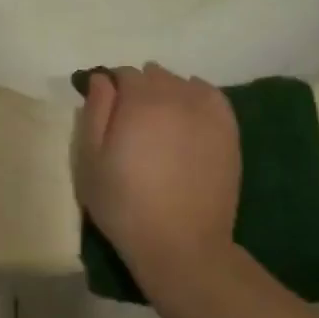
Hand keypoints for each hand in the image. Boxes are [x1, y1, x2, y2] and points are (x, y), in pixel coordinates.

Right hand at [74, 65, 242, 286]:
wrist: (180, 243)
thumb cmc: (124, 204)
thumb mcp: (90, 160)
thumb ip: (95, 112)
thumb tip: (102, 79)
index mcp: (139, 101)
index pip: (122, 74)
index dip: (109, 88)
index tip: (104, 108)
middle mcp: (176, 97)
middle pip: (154, 75)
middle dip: (138, 88)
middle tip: (128, 119)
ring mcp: (208, 113)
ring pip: (182, 84)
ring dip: (166, 91)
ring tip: (157, 120)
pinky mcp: (228, 131)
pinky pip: (211, 96)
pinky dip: (196, 95)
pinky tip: (187, 112)